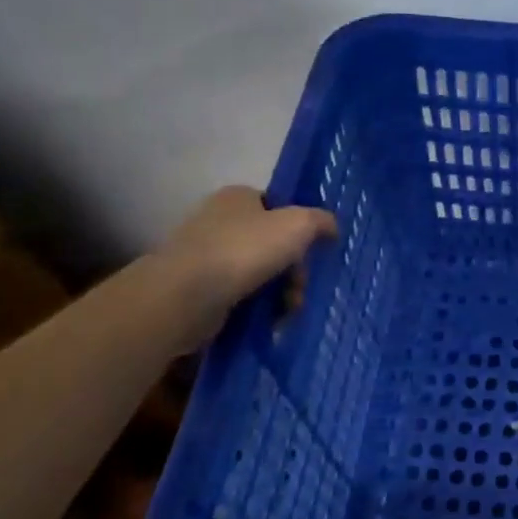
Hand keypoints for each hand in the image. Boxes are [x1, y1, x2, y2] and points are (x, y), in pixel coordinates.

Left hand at [154, 186, 337, 331]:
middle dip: (293, 269)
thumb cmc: (244, 250)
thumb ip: (321, 221)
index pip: (277, 206)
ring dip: (280, 292)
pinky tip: (269, 322)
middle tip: (301, 289)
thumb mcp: (298, 226)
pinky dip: (257, 308)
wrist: (186, 295)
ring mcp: (205, 255)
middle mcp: (218, 220)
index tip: (313, 252)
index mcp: (238, 197)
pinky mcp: (198, 288)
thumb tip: (332, 227)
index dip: (299, 228)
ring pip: (258, 272)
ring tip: (288, 312)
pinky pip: (239, 296)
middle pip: (272, 243)